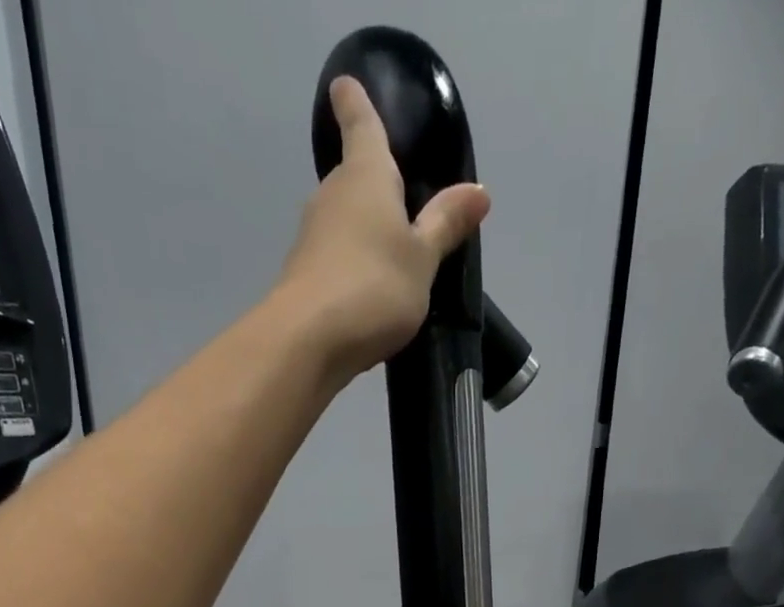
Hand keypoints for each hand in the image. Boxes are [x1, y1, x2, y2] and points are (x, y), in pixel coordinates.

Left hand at [279, 78, 491, 379]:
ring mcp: (312, 239)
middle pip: (353, 178)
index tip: (345, 86)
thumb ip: (445, 226)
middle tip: (400, 196)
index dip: (356, 104)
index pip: (361, 125)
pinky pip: (335, 260)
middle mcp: (332, 197)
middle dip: (372, 183)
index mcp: (366, 176)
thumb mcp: (422, 259)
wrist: (307, 343)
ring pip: (343, 222)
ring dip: (363, 231)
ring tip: (392, 253)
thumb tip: (479, 191)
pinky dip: (352, 267)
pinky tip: (368, 293)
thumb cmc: (373, 288)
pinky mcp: (304, 279)